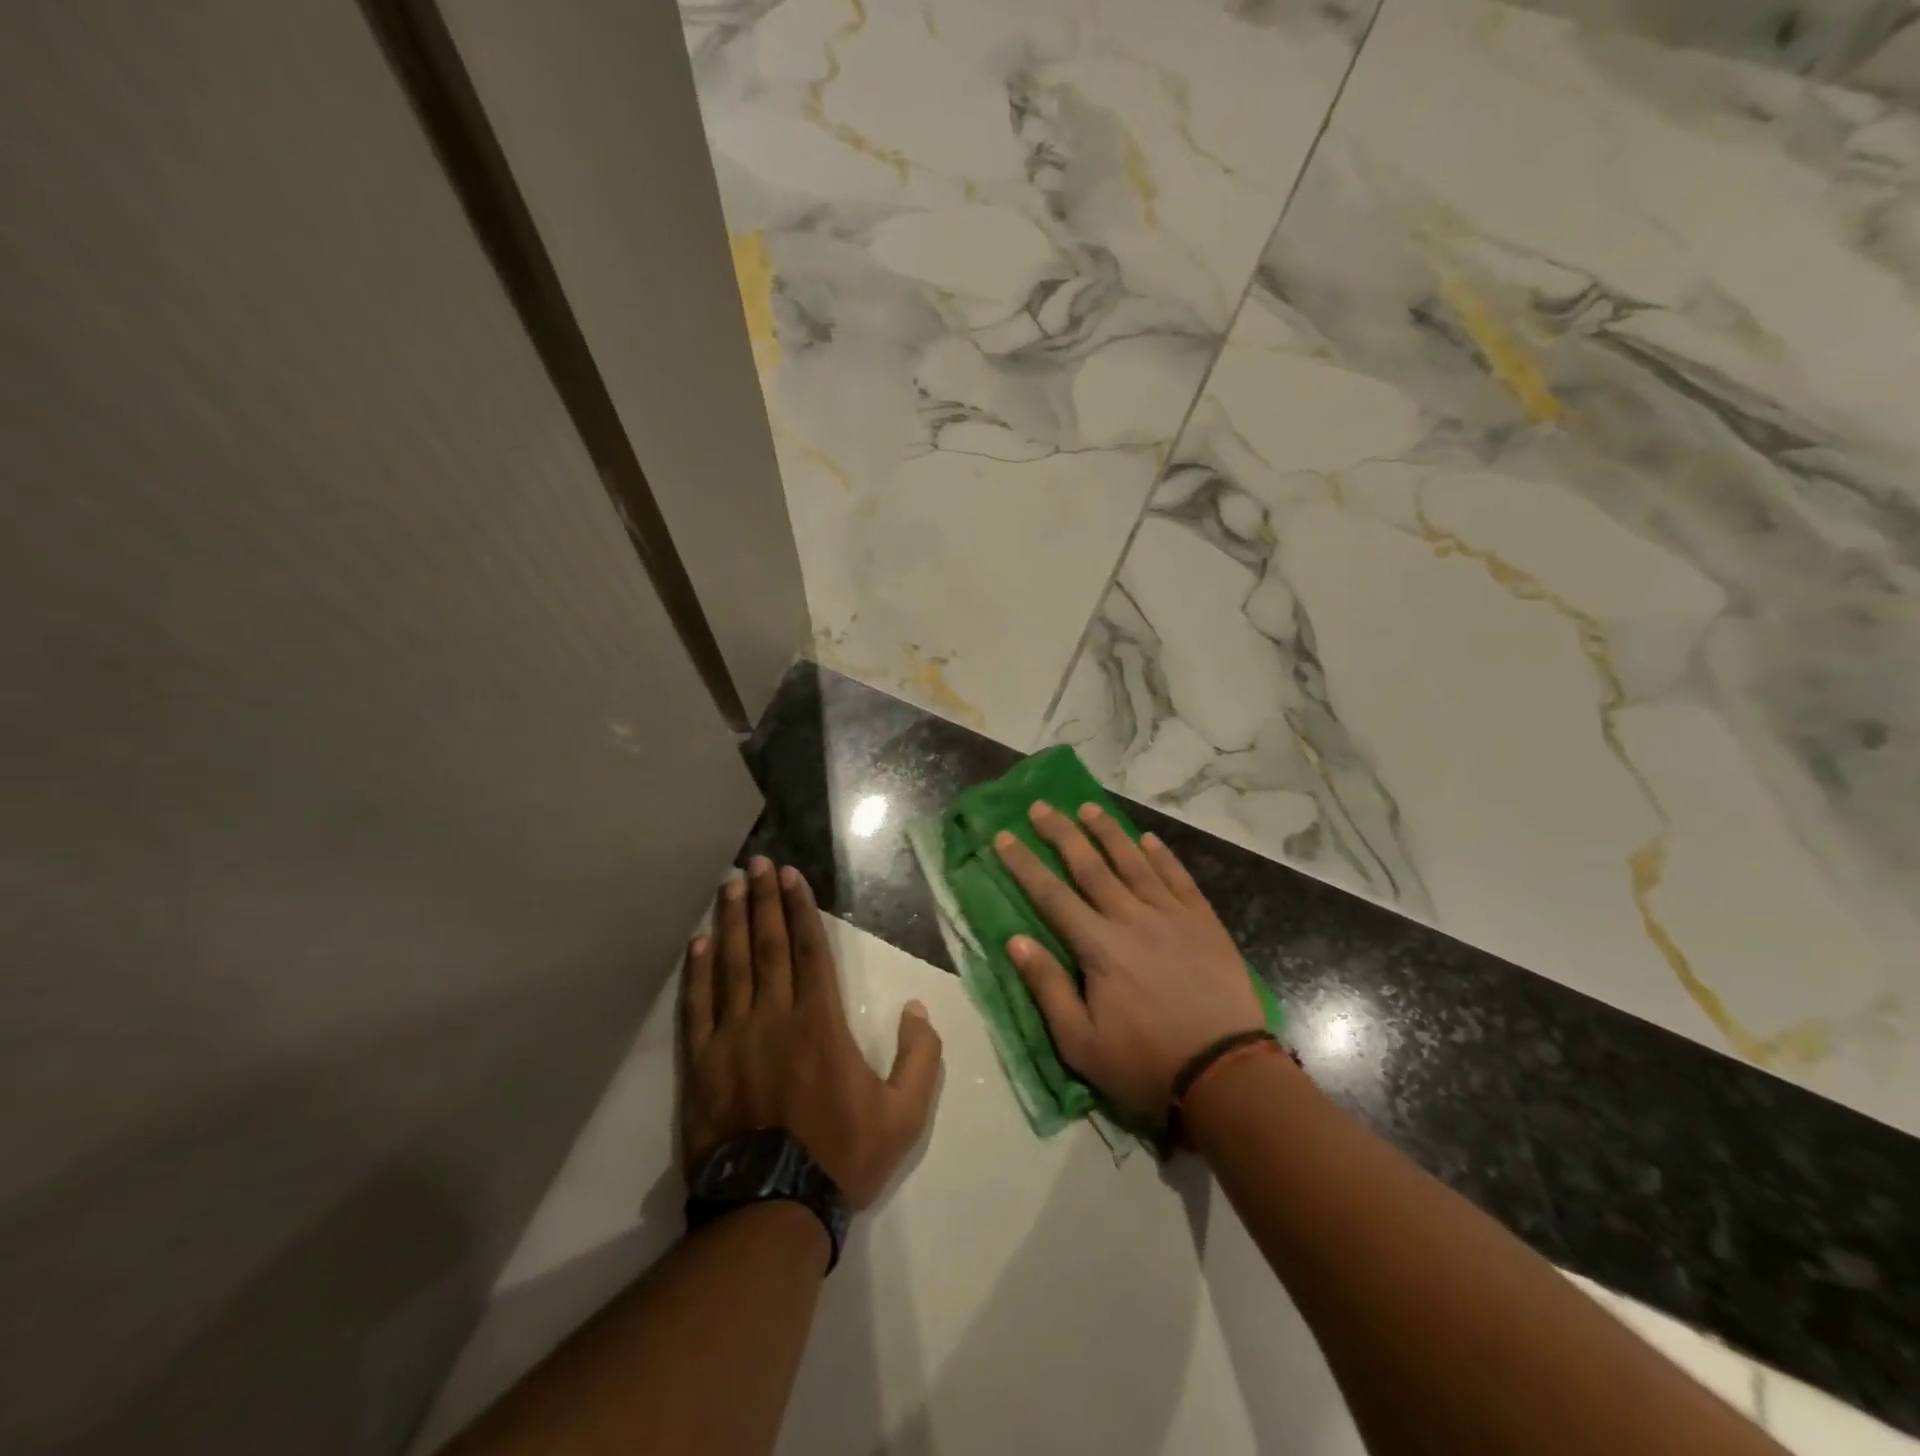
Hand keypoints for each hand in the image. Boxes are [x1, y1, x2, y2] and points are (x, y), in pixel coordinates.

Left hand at [680, 857, 943, 1208]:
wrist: (771, 1210)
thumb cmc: (842, 1156)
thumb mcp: (904, 1114)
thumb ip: (920, 1057)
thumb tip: (919, 1009)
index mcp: (820, 1021)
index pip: (808, 949)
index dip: (798, 907)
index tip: (789, 874)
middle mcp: (774, 1016)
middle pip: (766, 945)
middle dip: (762, 900)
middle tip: (755, 863)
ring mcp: (732, 1037)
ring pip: (730, 965)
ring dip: (730, 921)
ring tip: (728, 886)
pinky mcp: (701, 1063)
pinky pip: (697, 1006)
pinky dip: (698, 971)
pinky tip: (698, 942)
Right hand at [994, 803, 1264, 1124]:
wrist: (1226, 1074)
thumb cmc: (1145, 1063)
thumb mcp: (1081, 1042)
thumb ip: (1048, 987)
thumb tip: (1016, 940)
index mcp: (1099, 947)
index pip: (1051, 895)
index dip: (1024, 864)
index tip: (1004, 836)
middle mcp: (1132, 918)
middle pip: (1090, 866)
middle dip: (1061, 833)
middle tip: (1041, 807)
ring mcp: (1171, 915)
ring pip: (1134, 862)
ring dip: (1108, 832)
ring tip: (1088, 807)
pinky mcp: (1204, 922)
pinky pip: (1179, 877)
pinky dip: (1162, 855)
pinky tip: (1148, 838)